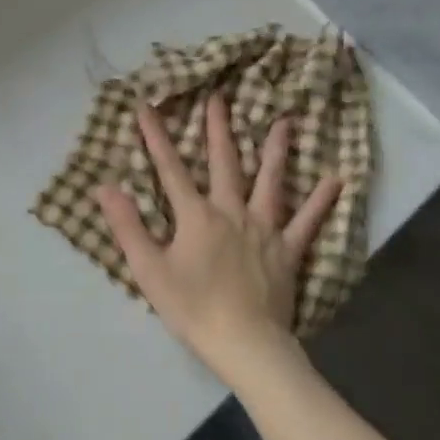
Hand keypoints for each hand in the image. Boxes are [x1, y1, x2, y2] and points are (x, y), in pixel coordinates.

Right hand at [97, 94, 342, 381]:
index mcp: (196, 216)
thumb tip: (105, 187)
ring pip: (270, 182)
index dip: (156, 137)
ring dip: (274, 151)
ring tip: (284, 122)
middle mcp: (231, 212)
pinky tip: (334, 180)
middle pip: (224, 163)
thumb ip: (127, 226)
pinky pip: (306, 221)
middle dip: (218, 129)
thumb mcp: (149, 270)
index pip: (170, 169)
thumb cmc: (192, 308)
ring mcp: (264, 229)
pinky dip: (319, 201)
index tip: (146, 107)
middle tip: (219, 97)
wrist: (245, 343)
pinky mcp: (288, 250)